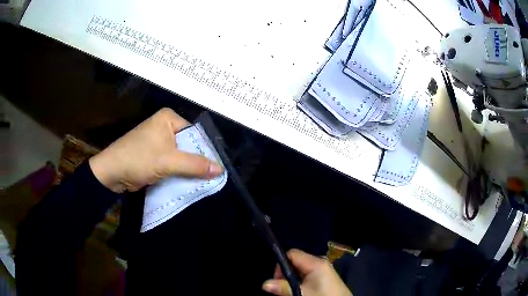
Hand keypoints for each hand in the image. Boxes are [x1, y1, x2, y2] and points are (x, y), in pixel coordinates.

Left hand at [89, 108, 222, 192]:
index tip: (216, 167)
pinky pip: (172, 163)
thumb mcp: (169, 161)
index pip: (194, 133)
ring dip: (189, 169)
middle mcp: (164, 127)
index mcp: (168, 118)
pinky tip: (189, 182)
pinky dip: (179, 172)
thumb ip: (195, 165)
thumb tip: (221, 169)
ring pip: (181, 156)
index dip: (205, 150)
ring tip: (205, 181)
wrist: (112, 173)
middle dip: (197, 161)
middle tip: (213, 176)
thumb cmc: (139, 159)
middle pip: (188, 145)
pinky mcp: (154, 155)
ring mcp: (158, 142)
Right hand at [262, 249, 351, 295]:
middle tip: (283, 288)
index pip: (292, 254)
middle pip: (295, 262)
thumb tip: (264, 284)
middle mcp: (320, 262)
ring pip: (300, 269)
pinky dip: (301, 281)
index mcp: (316, 262)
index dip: (281, 264)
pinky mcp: (325, 277)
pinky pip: (308, 274)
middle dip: (286, 274)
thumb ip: (283, 288)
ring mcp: (323, 269)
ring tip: (292, 291)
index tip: (277, 279)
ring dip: (293, 279)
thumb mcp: (301, 293)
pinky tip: (301, 290)